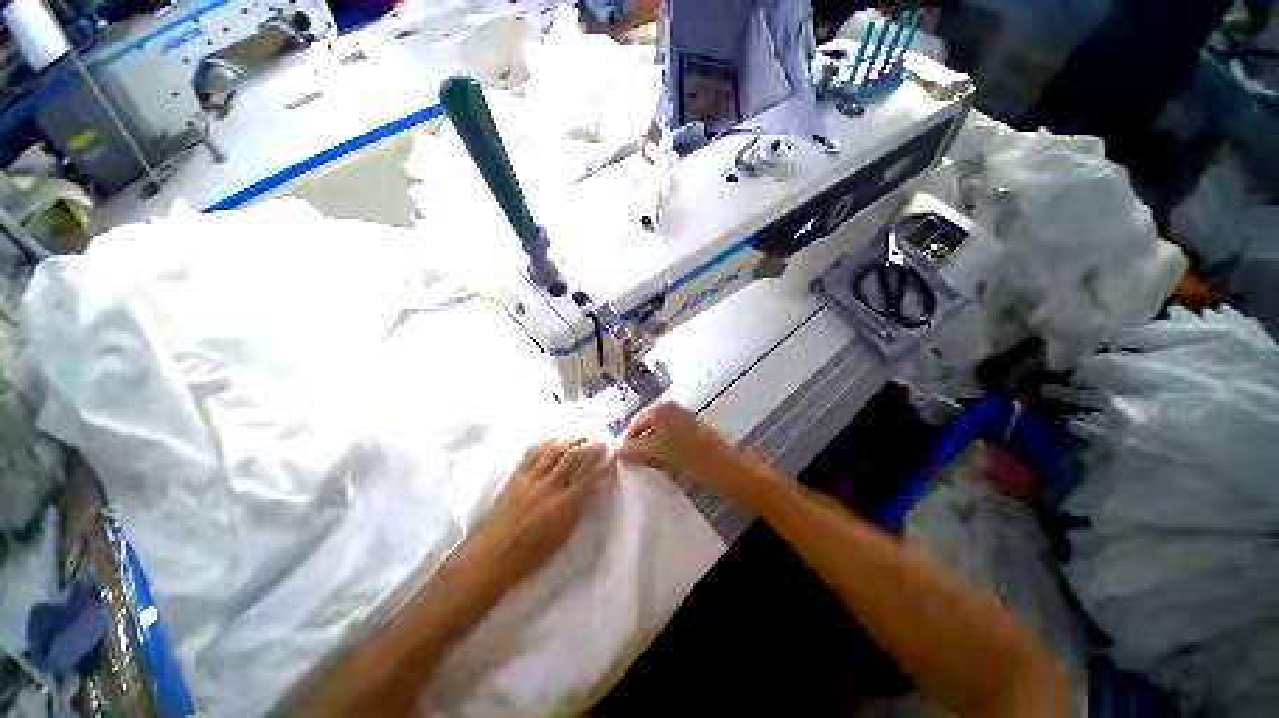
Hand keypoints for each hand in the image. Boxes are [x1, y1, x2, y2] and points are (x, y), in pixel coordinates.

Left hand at [467, 438, 616, 592]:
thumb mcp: (564, 535)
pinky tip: (557, 438)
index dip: (605, 463)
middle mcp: (549, 486)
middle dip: (591, 444)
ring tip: (582, 436)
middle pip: (574, 455)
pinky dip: (548, 440)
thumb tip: (592, 487)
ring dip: (572, 438)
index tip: (614, 455)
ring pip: (555, 447)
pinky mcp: (517, 474)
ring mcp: (531, 478)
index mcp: (564, 506)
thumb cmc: (532, 554)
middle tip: (601, 442)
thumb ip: (579, 507)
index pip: (591, 476)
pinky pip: (533, 450)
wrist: (492, 555)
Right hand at [619, 402, 761, 503]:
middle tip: (634, 466)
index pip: (634, 423)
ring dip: (649, 450)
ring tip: (648, 467)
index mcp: (663, 408)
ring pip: (657, 435)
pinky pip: (668, 440)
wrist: (728, 470)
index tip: (621, 462)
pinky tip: (663, 465)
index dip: (626, 442)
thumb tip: (615, 449)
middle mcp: (672, 409)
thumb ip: (632, 449)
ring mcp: (683, 420)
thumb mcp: (657, 453)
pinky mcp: (691, 432)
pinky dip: (661, 451)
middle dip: (638, 446)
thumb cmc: (692, 458)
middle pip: (645, 428)